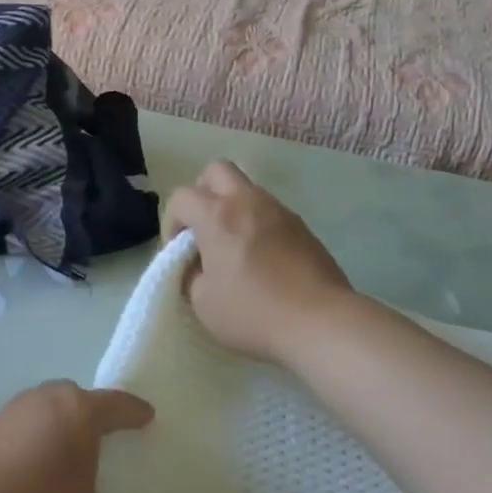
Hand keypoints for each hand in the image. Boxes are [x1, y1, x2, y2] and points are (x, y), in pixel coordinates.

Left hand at [0, 381, 153, 492]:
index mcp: (76, 411)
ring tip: (58, 472)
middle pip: (69, 402)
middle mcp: (37, 403)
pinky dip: (22, 459)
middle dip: (85, 418)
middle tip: (98, 443)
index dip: (133, 413)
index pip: (115, 405)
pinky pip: (11, 443)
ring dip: (48, 440)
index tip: (146, 416)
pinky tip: (23, 489)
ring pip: (37, 421)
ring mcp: (0, 419)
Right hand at [164, 162, 353, 366]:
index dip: (171, 222)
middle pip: (217, 171)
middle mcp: (249, 202)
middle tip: (202, 230)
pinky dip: (257, 226)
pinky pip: (270, 213)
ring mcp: (280, 211)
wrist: (319, 321)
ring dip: (233, 210)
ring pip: (248, 191)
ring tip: (234, 250)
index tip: (178, 252)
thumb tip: (197, 266)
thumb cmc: (253, 312)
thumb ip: (191, 276)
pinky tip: (262, 261)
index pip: (181, 197)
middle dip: (202, 194)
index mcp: (217, 216)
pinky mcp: (303, 227)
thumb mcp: (203, 303)